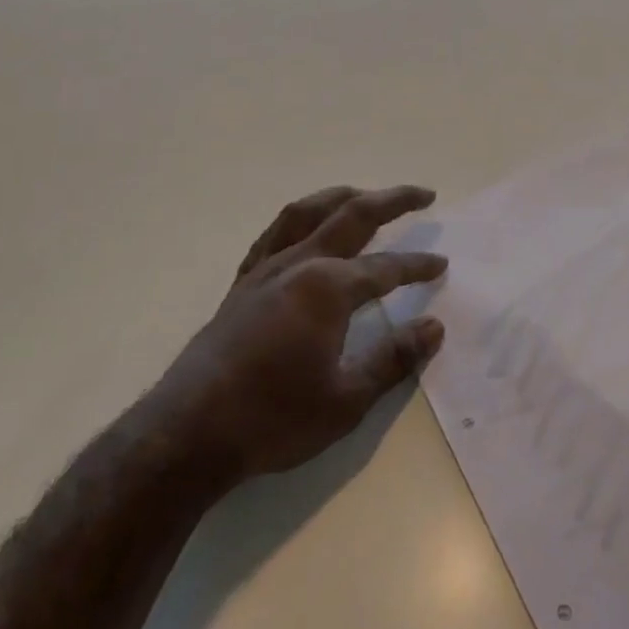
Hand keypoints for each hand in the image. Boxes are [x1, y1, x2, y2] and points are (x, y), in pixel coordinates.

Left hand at [164, 185, 448, 479]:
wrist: (188, 434)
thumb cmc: (274, 418)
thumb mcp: (346, 399)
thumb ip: (393, 358)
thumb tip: (435, 326)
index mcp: (329, 287)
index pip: (386, 268)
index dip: (417, 265)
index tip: (441, 265)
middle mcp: (300, 263)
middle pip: (353, 216)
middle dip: (393, 201)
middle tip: (424, 194)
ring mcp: (266, 270)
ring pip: (307, 212)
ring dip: (342, 196)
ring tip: (364, 194)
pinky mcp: (241, 284)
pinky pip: (272, 235)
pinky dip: (296, 221)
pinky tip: (304, 230)